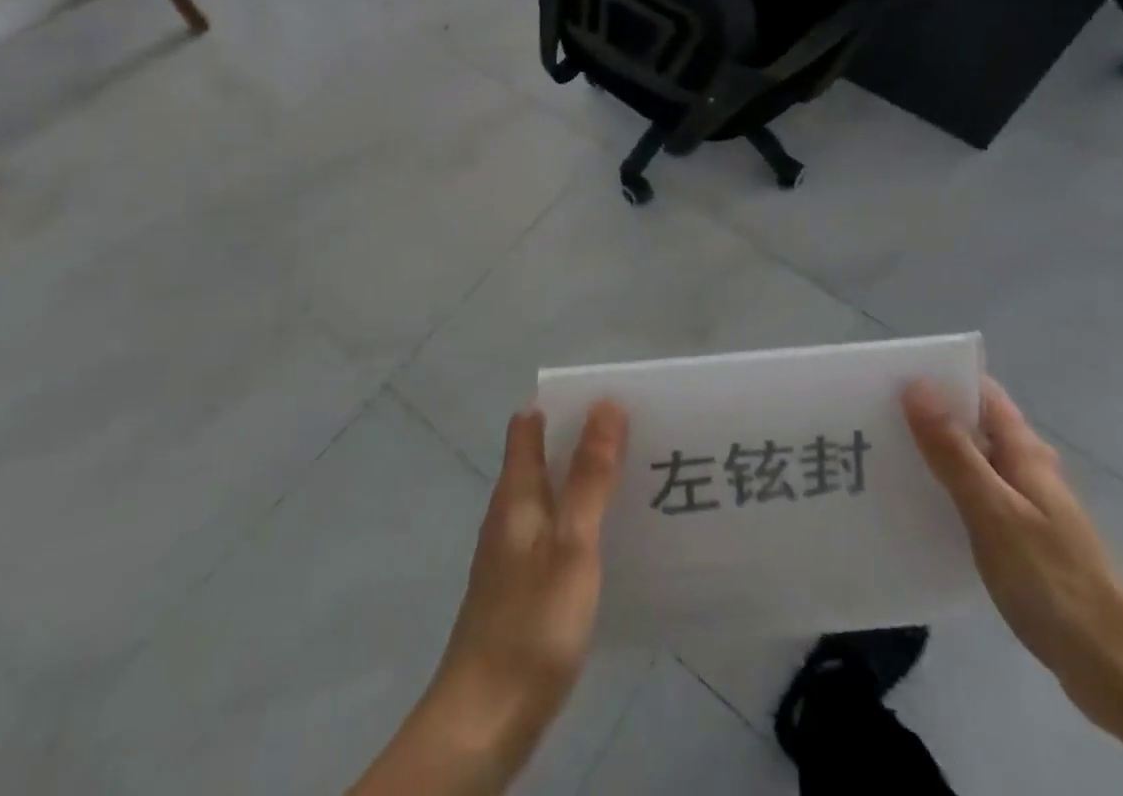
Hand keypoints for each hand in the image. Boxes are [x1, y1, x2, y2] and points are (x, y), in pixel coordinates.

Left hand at [425, 401, 628, 770]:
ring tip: (636, 479)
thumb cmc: (531, 623)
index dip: (565, 405)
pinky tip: (611, 542)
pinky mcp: (522, 588)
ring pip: (551, 496)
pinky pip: (555, 533)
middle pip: (542, 458)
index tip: (609, 400)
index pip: (530, 425)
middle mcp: (510, 514)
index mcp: (516, 493)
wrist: (484, 721)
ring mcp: (512, 553)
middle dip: (583, 440)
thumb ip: (590, 476)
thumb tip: (605, 405)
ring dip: (585, 481)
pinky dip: (581, 521)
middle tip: (638, 435)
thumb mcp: (572, 544)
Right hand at [903, 378, 1122, 729]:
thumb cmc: (1050, 578)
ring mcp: (1026, 503)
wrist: (1112, 664)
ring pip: (973, 461)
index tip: (891, 376)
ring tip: (883, 456)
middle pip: (973, 424)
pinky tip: (917, 507)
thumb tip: (916, 385)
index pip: (980, 391)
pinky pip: (976, 496)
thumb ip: (953, 450)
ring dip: (935, 453)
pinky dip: (947, 491)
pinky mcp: (1021, 537)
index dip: (940, 378)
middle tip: (874, 416)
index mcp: (1024, 450)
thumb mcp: (992, 509)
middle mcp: (1027, 467)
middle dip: (929, 415)